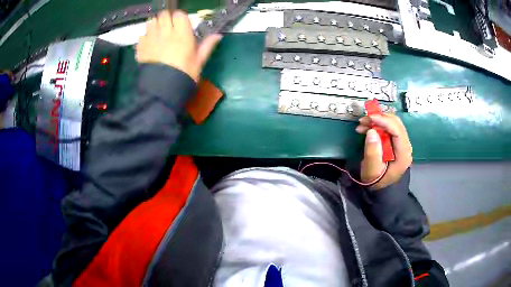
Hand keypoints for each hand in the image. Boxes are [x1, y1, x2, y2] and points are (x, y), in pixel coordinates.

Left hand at [136, 10, 221, 81]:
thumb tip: (218, 36)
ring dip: (155, 25)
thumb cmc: (184, 75)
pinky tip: (150, 44)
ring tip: (159, 34)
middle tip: (169, 28)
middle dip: (167, 19)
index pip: (179, 15)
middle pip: (164, 15)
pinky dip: (145, 36)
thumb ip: (207, 46)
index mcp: (182, 34)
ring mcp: (151, 40)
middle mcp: (166, 33)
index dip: (180, 18)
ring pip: (152, 22)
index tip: (181, 25)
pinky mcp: (141, 48)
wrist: (163, 90)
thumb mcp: (199, 61)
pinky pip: (142, 35)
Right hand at [356, 114, 412, 189]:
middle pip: (396, 124)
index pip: (397, 131)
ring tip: (362, 125)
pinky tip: (367, 128)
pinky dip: (378, 124)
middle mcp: (406, 146)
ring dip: (377, 121)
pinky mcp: (396, 142)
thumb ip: (372, 152)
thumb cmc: (376, 180)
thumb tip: (372, 131)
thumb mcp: (371, 170)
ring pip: (392, 123)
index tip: (370, 118)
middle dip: (380, 118)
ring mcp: (402, 143)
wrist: (379, 188)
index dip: (384, 121)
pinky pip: (389, 127)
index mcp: (403, 154)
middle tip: (363, 121)